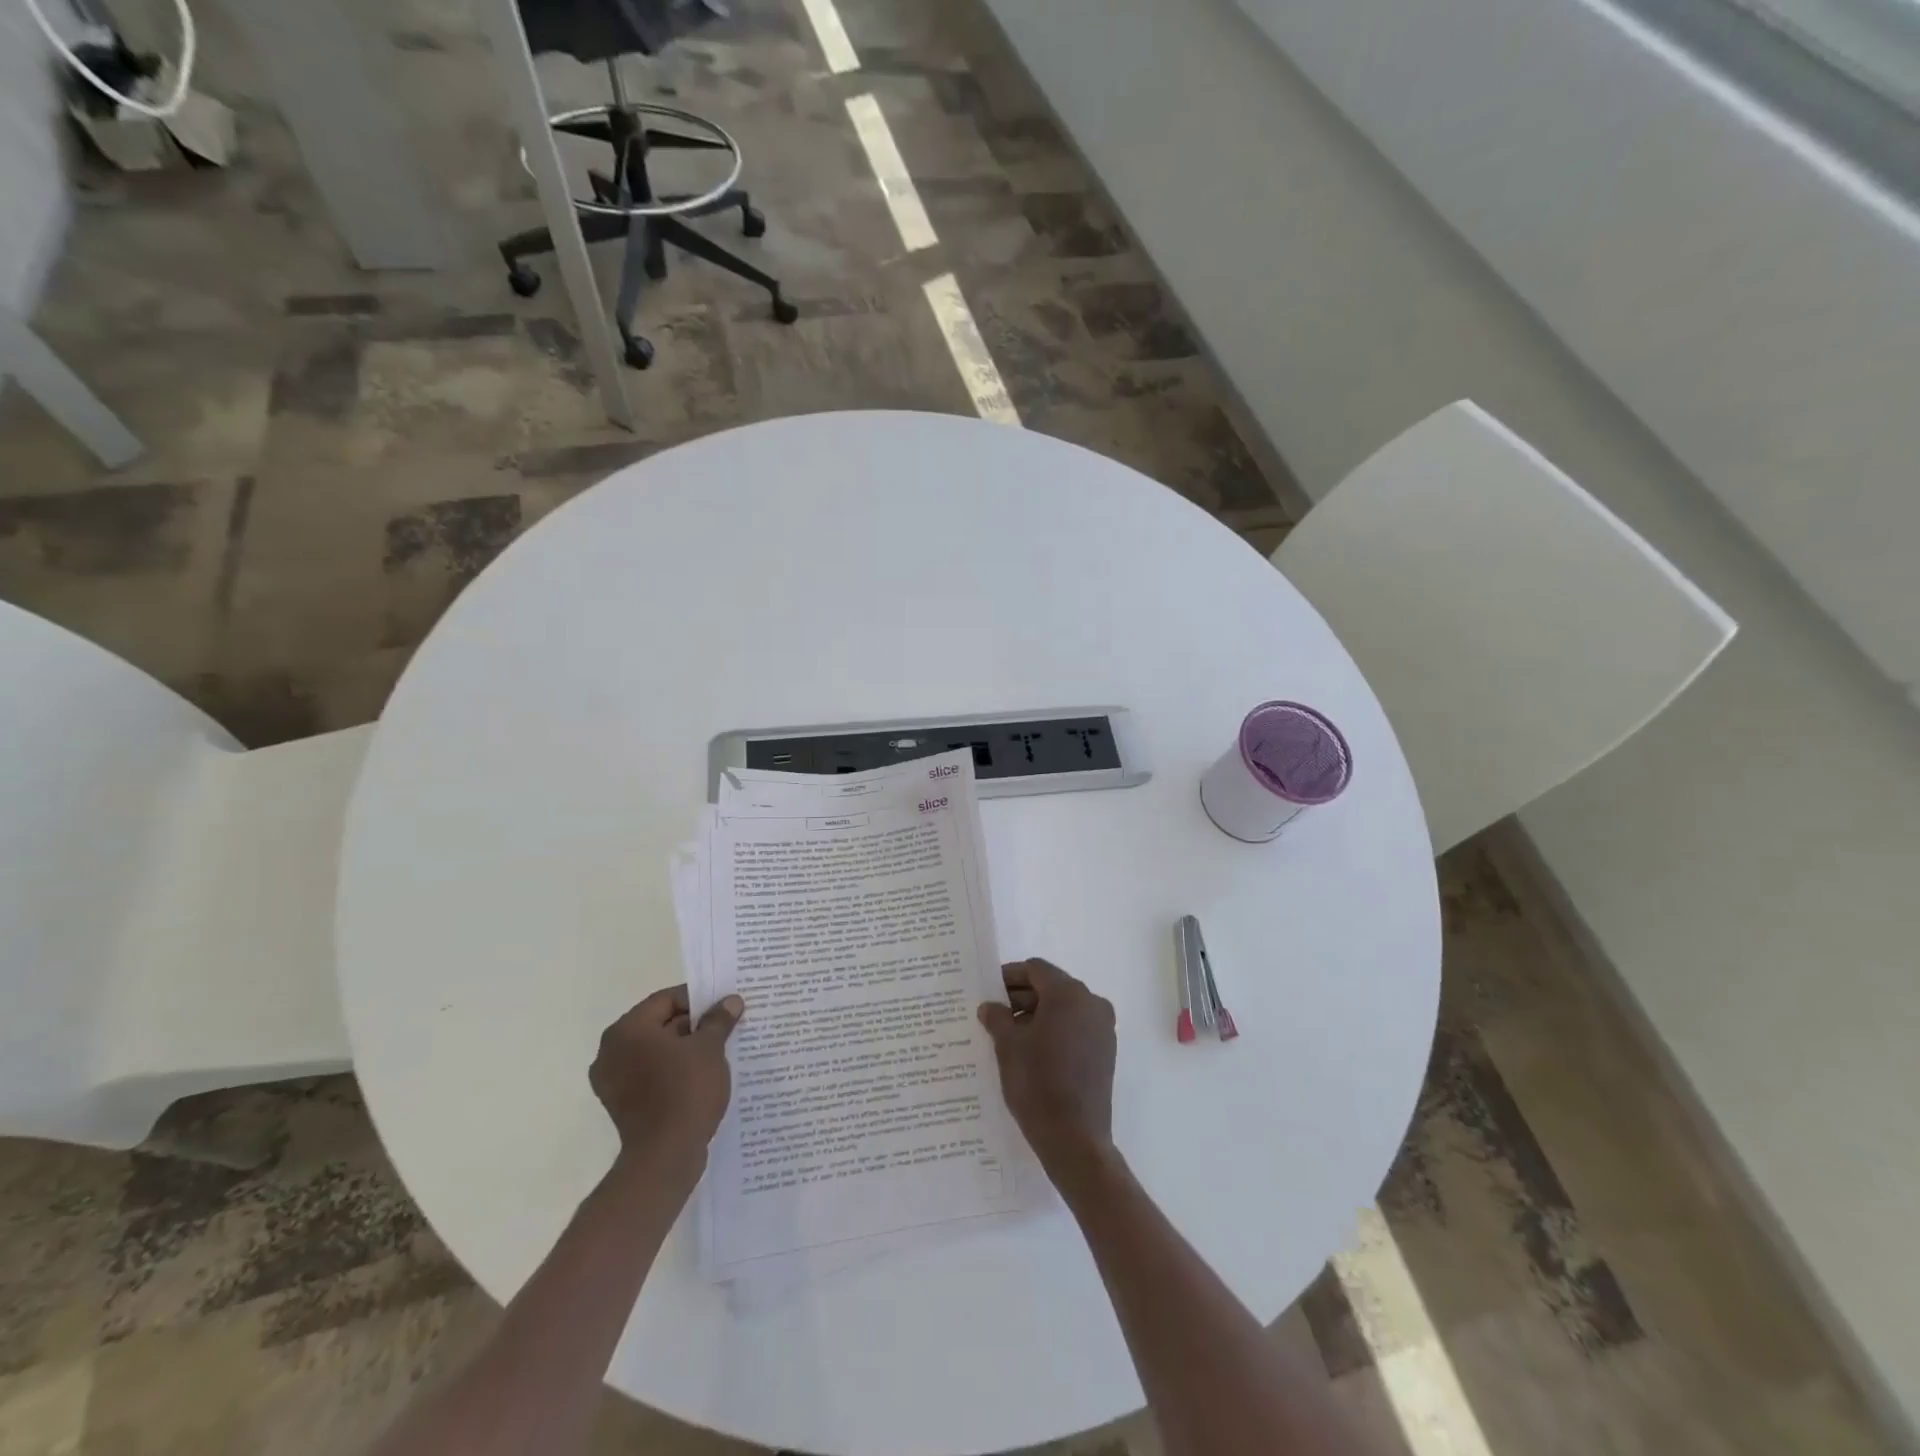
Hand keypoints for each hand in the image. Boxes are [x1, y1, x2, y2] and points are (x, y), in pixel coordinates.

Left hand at [589, 985, 743, 1174]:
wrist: (665, 1157)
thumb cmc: (685, 1091)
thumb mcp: (709, 1048)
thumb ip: (718, 1020)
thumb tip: (731, 1001)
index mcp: (627, 1030)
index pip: (666, 1000)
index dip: (698, 999)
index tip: (724, 1005)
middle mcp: (611, 1051)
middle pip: (659, 1024)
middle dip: (694, 1024)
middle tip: (725, 1026)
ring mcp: (613, 1081)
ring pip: (656, 1051)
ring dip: (685, 1048)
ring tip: (718, 1050)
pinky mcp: (622, 1104)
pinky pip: (650, 1074)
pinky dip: (672, 1070)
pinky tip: (701, 1075)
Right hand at [978, 959, 1116, 1183]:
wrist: (1074, 1139)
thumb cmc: (1037, 1083)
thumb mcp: (1008, 1046)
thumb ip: (997, 1018)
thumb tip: (990, 1006)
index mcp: (1068, 994)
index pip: (1035, 969)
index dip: (1010, 976)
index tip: (990, 991)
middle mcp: (1091, 1003)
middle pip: (1051, 987)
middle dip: (1022, 997)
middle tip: (995, 1013)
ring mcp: (1102, 1028)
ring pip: (1064, 1008)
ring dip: (1037, 1014)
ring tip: (1009, 1034)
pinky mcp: (1105, 1051)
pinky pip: (1075, 1027)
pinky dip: (1055, 1030)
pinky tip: (1032, 1051)